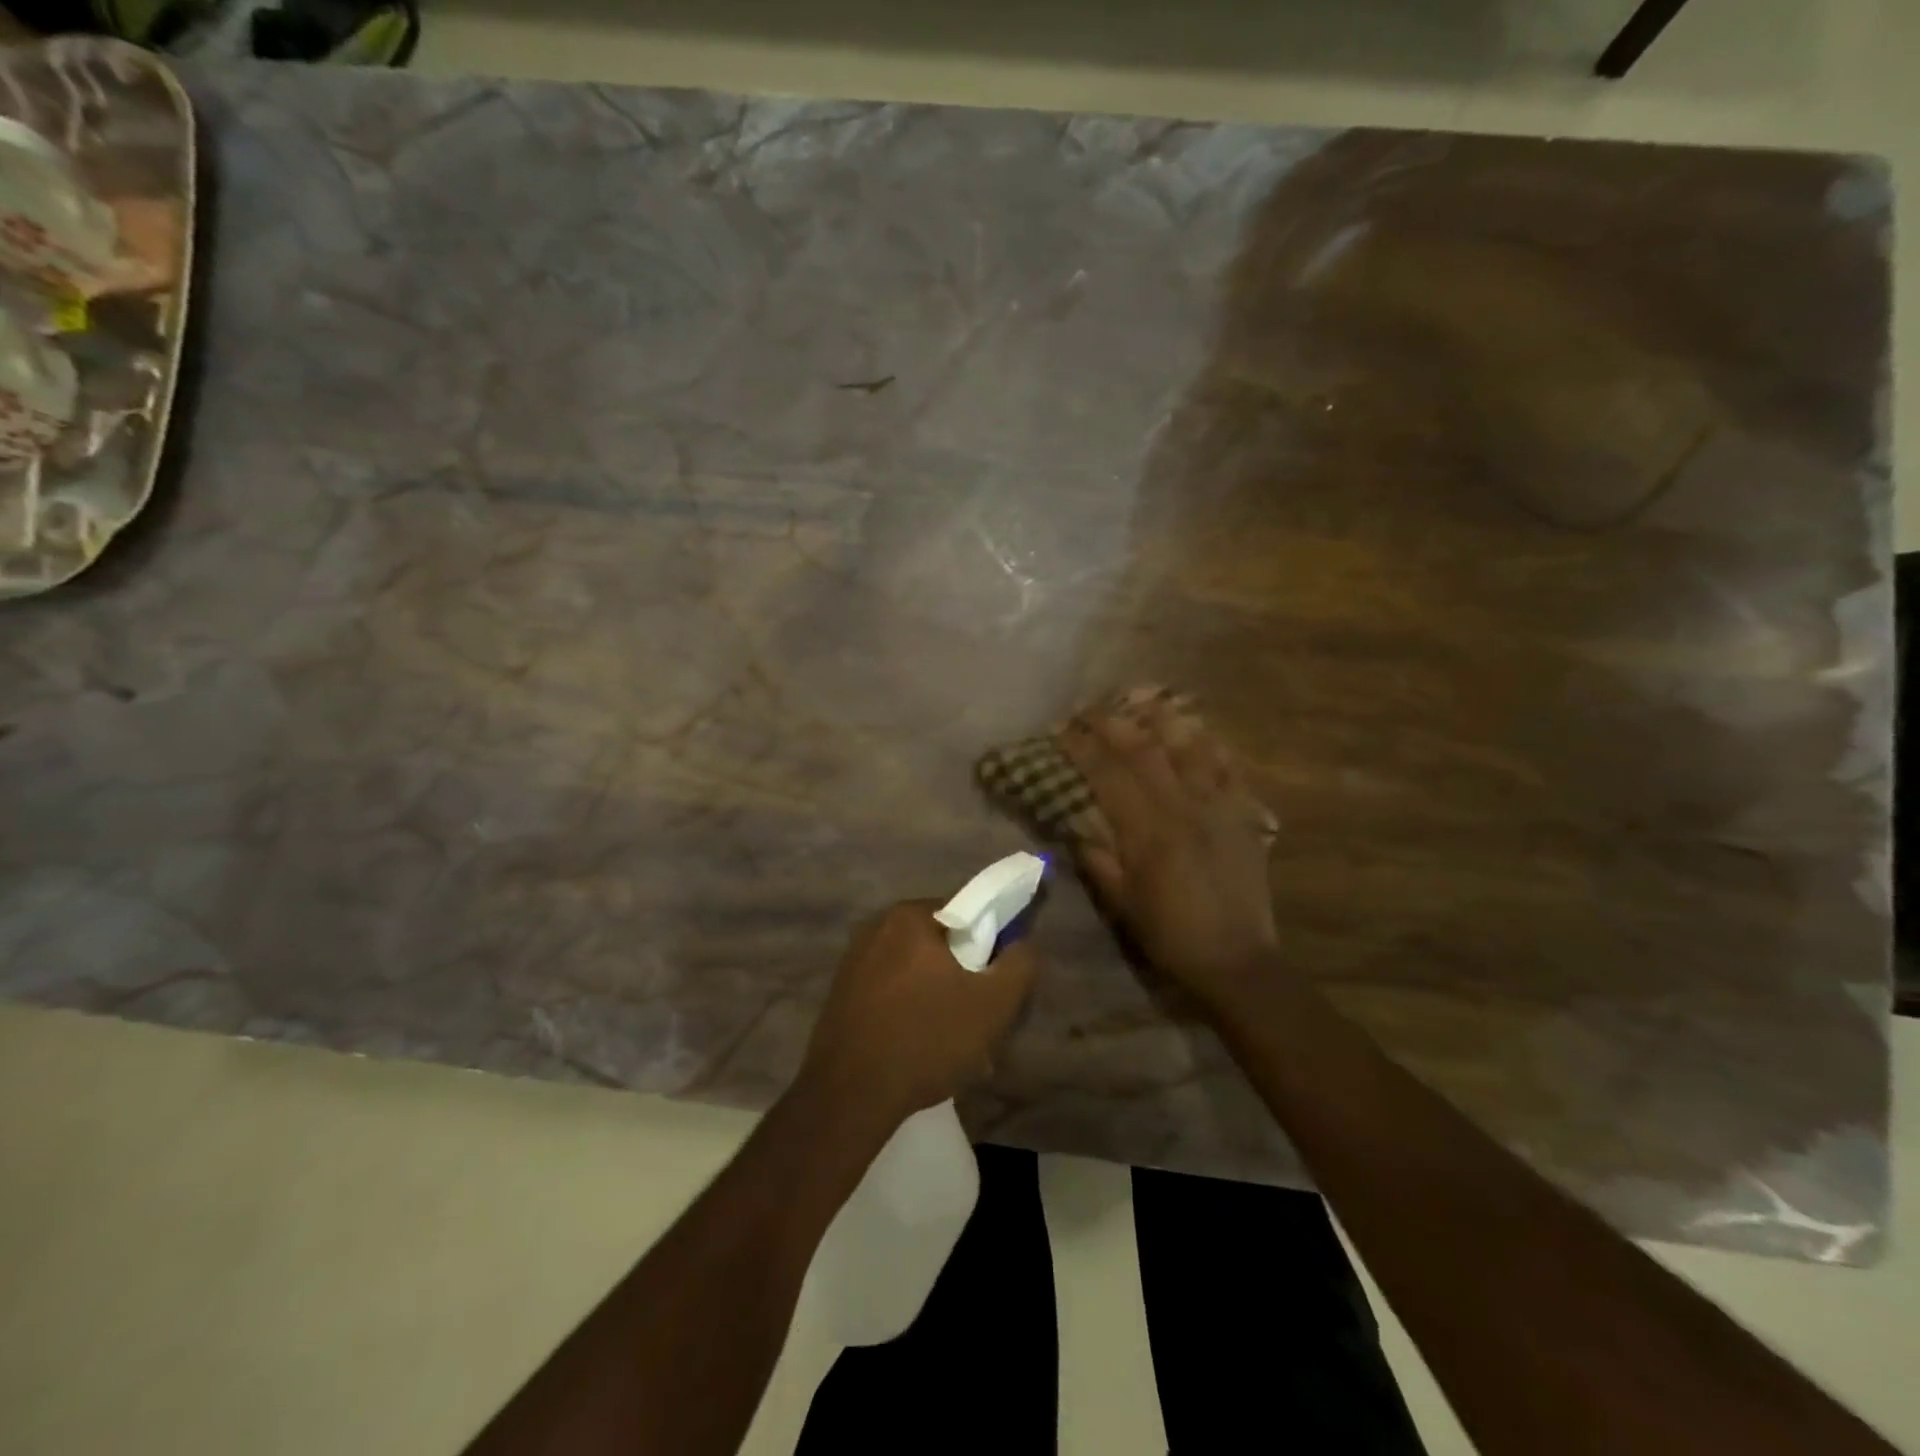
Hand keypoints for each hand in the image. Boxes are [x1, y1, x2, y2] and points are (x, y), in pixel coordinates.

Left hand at [801, 900, 1038, 1124]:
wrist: (849, 1095)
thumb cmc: (926, 1039)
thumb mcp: (993, 1005)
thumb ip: (1019, 965)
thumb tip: (1022, 944)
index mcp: (910, 916)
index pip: (966, 914)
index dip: (988, 947)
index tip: (994, 985)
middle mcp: (877, 927)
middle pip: (939, 945)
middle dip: (962, 978)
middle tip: (976, 1020)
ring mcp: (853, 961)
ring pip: (914, 972)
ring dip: (936, 999)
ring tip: (949, 1044)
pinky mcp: (841, 993)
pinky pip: (890, 993)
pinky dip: (908, 1012)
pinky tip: (917, 1050)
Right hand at [1060, 691, 1280, 1011]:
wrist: (1237, 960)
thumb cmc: (1170, 934)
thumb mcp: (1122, 903)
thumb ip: (1098, 859)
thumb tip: (1075, 825)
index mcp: (1148, 832)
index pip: (1107, 774)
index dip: (1082, 747)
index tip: (1062, 729)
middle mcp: (1183, 808)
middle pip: (1145, 749)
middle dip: (1113, 722)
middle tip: (1090, 709)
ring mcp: (1218, 807)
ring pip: (1191, 746)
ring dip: (1164, 719)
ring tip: (1143, 702)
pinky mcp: (1243, 815)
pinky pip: (1228, 767)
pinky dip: (1210, 744)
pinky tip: (1197, 730)